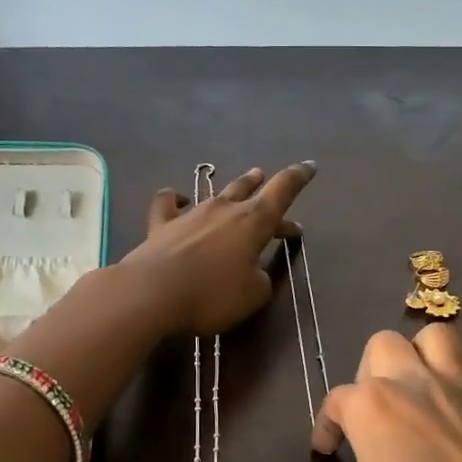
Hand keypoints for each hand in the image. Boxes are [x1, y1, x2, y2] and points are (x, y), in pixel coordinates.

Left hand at [117, 161, 315, 336]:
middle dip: (264, 187)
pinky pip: (169, 203)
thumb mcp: (254, 295)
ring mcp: (190, 214)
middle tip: (270, 183)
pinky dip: (176, 199)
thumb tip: (255, 272)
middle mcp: (224, 210)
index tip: (310, 166)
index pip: (282, 191)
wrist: (152, 294)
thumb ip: (262, 279)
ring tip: (245, 181)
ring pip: (218, 194)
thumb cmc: (212, 295)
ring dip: (234, 189)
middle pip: (249, 190)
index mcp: (253, 222)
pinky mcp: (161, 225)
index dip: (298, 177)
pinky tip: (179, 199)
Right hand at [312, 323, 461, 461]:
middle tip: (372, 415)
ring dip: (422, 355)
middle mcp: (415, 383)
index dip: (326, 426)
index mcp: (372, 408)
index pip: (337, 401)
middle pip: (384, 345)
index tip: (326, 450)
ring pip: (438, 336)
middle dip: (370, 373)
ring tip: (418, 390)